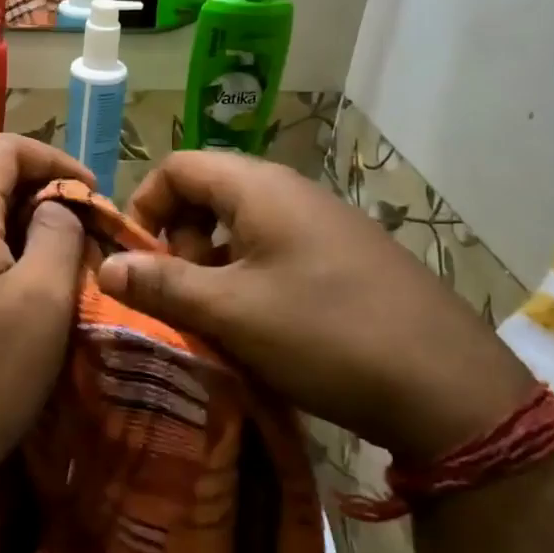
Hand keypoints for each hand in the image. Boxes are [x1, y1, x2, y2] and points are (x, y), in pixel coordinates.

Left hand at [0, 136, 92, 499]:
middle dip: (45, 197)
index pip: (5, 149)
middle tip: (88, 237)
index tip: (93, 196)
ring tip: (65, 267)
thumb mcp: (42, 299)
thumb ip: (56, 233)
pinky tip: (27, 297)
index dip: (55, 159)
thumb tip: (58, 205)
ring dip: (26, 231)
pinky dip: (3, 258)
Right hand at [95, 151, 536, 461]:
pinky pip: (276, 250)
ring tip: (215, 317)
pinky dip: (249, 277)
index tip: (137, 260)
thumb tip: (105, 264)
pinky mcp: (344, 256)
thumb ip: (162, 284)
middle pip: (208, 192)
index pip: (178, 167)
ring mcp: (323, 223)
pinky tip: (259, 326)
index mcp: (258, 188)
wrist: (448, 386)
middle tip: (180, 294)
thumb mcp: (230, 312)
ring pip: (242, 226)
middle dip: (178, 239)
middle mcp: (290, 192)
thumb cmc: (324, 334)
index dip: (145, 205)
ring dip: (212, 264)